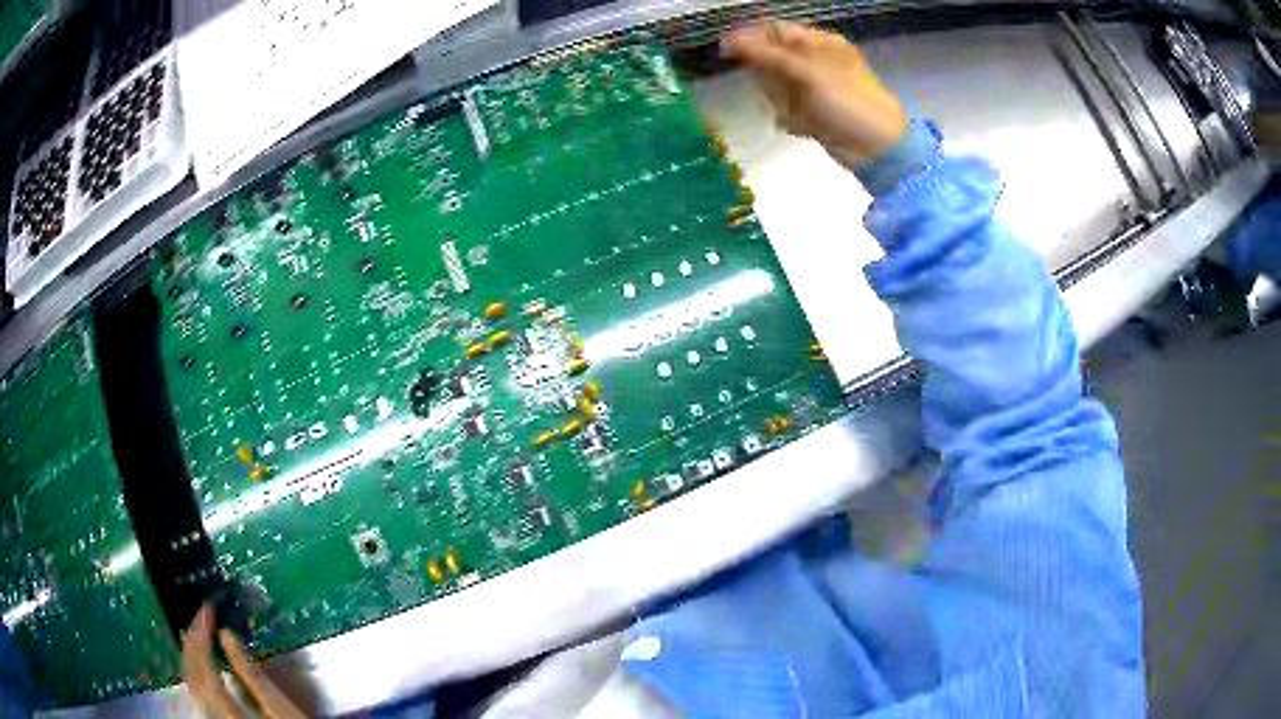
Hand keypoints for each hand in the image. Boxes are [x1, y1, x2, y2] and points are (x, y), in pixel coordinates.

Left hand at [182, 605, 305, 718]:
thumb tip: (226, 634)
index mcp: (230, 713)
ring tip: (196, 632)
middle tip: (199, 616)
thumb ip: (251, 674)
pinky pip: (196, 690)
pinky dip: (195, 670)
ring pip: (190, 682)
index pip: (205, 670)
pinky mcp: (214, 715)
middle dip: (192, 642)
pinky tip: (199, 660)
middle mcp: (214, 715)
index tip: (207, 612)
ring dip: (191, 654)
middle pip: (193, 675)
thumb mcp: (278, 707)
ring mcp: (211, 716)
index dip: (202, 637)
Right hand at [722, 20, 908, 169]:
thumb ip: (766, 55)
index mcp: (819, 42)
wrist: (878, 149)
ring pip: (775, 88)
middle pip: (769, 61)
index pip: (773, 31)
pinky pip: (786, 110)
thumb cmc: (849, 102)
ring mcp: (814, 88)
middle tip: (787, 92)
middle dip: (772, 80)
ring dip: (782, 103)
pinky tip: (806, 127)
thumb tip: (727, 40)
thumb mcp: (807, 72)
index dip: (752, 40)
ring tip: (800, 114)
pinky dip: (792, 119)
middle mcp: (815, 61)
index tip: (730, 53)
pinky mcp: (813, 112)